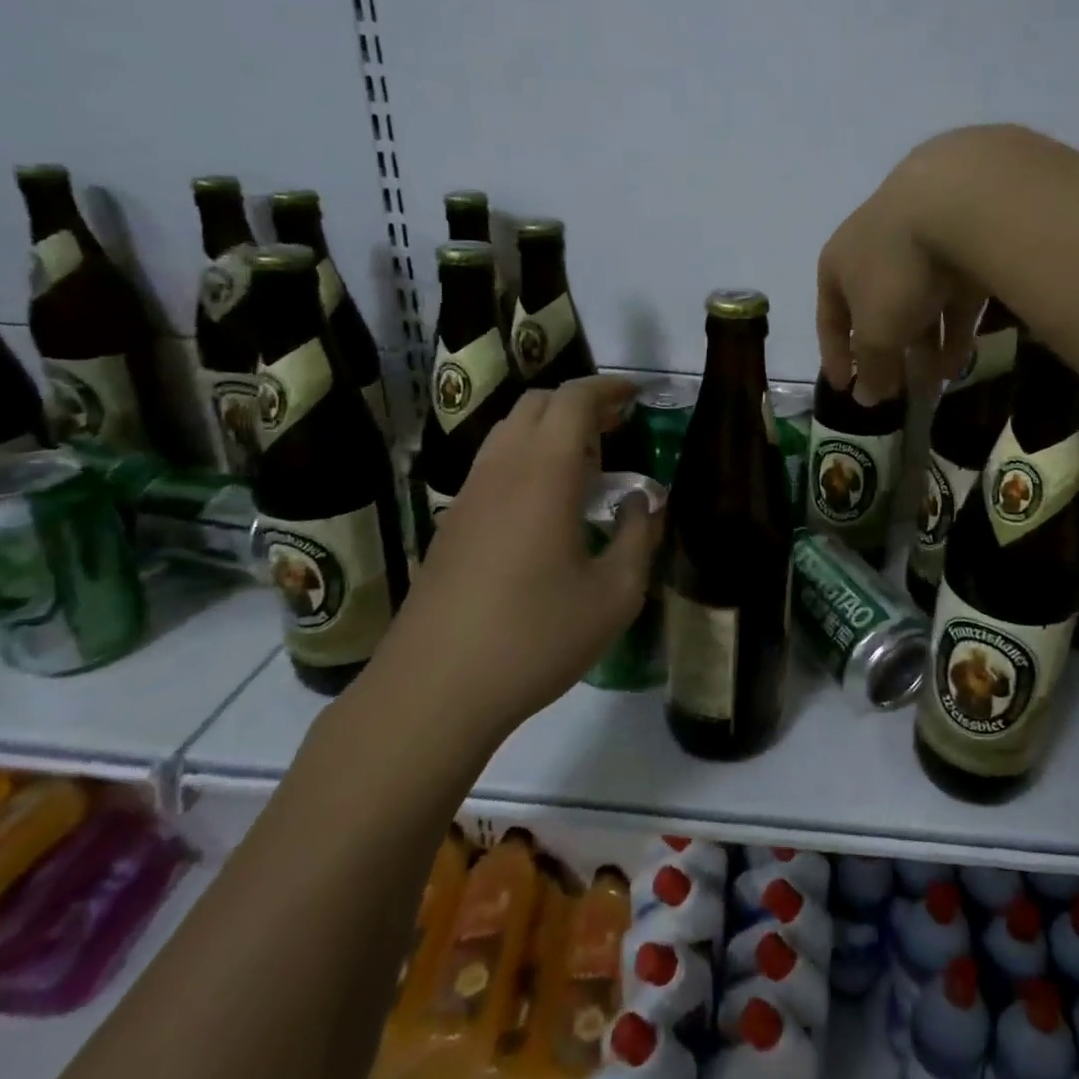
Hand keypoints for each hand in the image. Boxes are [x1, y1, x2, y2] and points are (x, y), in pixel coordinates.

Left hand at [370, 376, 661, 736]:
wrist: (434, 689)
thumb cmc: (535, 637)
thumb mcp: (615, 595)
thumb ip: (640, 537)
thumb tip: (644, 502)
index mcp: (544, 473)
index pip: (573, 400)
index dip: (607, 388)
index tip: (636, 396)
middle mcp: (502, 469)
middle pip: (537, 405)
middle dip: (580, 404)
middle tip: (616, 428)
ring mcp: (469, 495)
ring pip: (509, 431)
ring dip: (550, 430)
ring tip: (586, 465)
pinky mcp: (451, 523)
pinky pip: (493, 464)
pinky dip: (527, 458)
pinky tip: (547, 505)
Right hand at [817, 134, 987, 404]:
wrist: (958, 200)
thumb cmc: (896, 270)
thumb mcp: (877, 330)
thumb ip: (871, 365)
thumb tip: (865, 398)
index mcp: (838, 265)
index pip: (830, 319)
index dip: (836, 357)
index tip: (845, 389)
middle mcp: (874, 251)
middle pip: (877, 313)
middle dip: (888, 356)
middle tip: (900, 394)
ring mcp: (920, 243)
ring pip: (919, 306)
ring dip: (925, 349)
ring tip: (937, 387)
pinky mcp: (963, 244)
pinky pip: (953, 297)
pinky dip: (954, 329)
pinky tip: (962, 363)